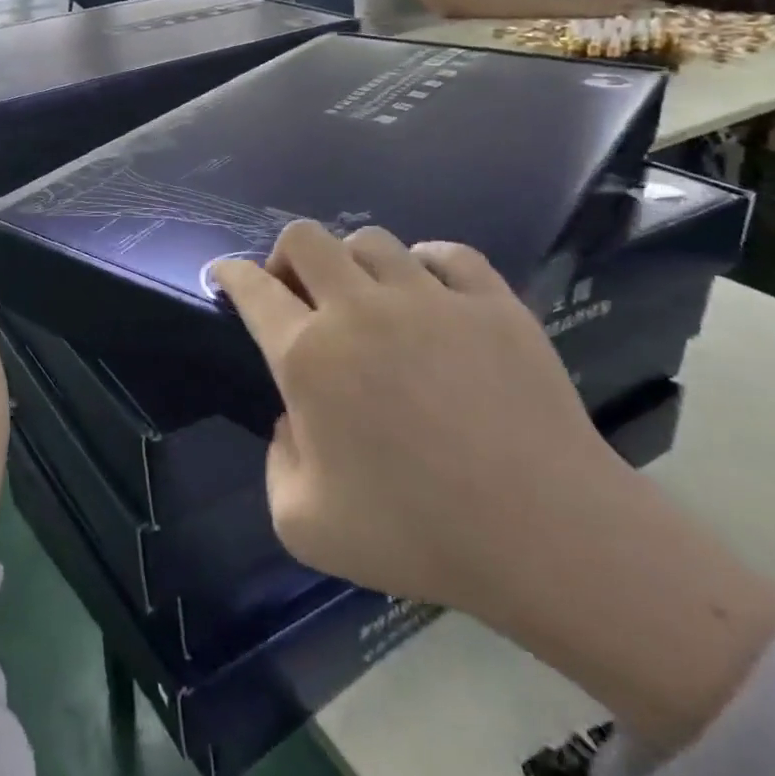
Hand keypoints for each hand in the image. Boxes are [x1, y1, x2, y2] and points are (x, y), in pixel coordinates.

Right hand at [215, 223, 774, 754]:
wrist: (548, 538)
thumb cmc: (416, 534)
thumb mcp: (304, 524)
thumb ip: (277, 462)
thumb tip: (296, 422)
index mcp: (308, 356)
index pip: (252, 288)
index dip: (230, 273)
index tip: (225, 273)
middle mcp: (359, 309)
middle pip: (305, 237)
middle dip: (288, 257)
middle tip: (298, 293)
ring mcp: (430, 298)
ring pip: (372, 240)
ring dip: (354, 263)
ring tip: (367, 299)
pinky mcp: (493, 303)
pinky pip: (447, 253)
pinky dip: (426, 264)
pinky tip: (429, 294)